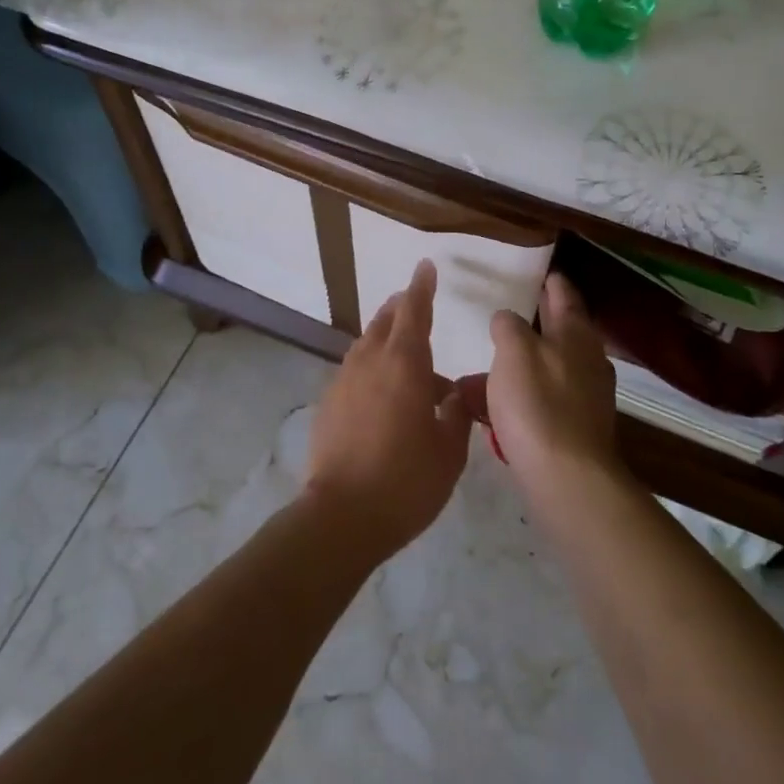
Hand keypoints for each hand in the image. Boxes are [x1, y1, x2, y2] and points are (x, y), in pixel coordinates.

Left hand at [304, 260, 472, 556]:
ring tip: (400, 346)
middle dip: (401, 307)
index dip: (422, 287)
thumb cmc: (406, 481)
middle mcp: (371, 362)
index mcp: (405, 364)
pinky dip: (370, 366)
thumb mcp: (449, 452)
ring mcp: (344, 381)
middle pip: (386, 320)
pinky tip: (380, 389)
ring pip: (366, 343)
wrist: (341, 516)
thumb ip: (454, 415)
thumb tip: (451, 395)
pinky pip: (353, 370)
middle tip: (414, 302)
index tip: (425, 266)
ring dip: (384, 335)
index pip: (414, 310)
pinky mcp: (328, 403)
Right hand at [485, 274, 621, 493]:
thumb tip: (507, 319)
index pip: (564, 293)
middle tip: (501, 314)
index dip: (549, 280)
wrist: (568, 479)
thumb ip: (508, 326)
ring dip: (512, 368)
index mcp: (576, 333)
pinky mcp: (573, 429)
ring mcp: (583, 397)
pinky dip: (515, 400)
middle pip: (555, 332)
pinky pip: (539, 403)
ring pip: (542, 370)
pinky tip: (485, 410)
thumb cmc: (538, 404)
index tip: (534, 271)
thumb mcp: (514, 351)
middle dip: (527, 324)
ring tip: (475, 372)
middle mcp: (586, 360)